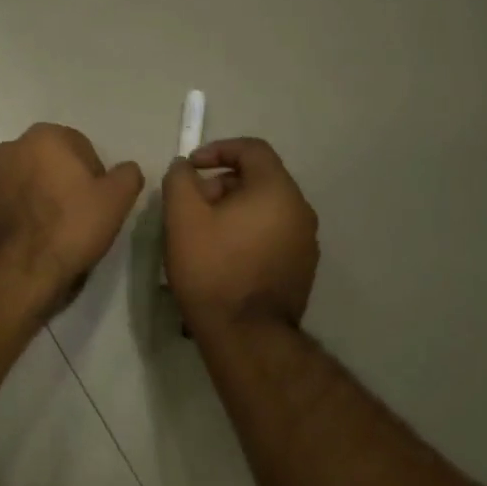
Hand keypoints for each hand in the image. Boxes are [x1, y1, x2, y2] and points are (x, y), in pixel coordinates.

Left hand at [0, 123, 144, 308]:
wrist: (12, 273)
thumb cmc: (69, 228)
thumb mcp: (115, 201)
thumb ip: (127, 176)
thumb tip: (127, 170)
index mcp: (45, 136)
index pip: (83, 149)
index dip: (96, 178)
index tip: (99, 205)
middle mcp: (11, 147)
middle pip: (52, 163)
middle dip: (65, 184)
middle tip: (80, 218)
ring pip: (28, 183)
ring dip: (41, 199)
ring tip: (54, 233)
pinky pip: (8, 204)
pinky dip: (20, 215)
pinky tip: (31, 241)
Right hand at [163, 137, 318, 331]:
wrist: (246, 335)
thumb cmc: (213, 269)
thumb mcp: (183, 218)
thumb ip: (180, 180)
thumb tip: (185, 167)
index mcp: (277, 190)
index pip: (252, 149)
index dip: (218, 149)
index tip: (191, 168)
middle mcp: (300, 210)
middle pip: (259, 180)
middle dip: (221, 185)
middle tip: (191, 207)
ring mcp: (306, 242)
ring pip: (265, 210)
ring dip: (233, 211)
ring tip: (202, 235)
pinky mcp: (302, 269)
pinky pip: (272, 235)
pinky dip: (248, 234)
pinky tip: (223, 258)